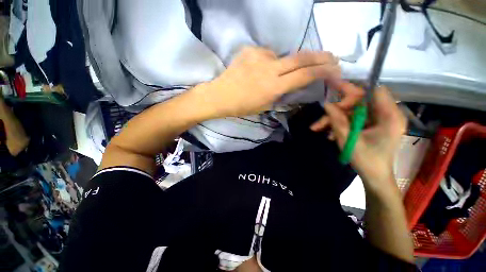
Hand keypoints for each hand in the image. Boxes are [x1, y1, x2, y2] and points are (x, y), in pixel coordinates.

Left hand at [196, 46, 340, 117]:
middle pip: (301, 58)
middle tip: (331, 57)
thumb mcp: (265, 106)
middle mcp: (269, 69)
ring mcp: (259, 56)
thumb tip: (292, 83)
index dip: (322, 71)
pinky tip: (257, 71)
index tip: (335, 69)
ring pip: (282, 57)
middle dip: (320, 57)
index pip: (304, 75)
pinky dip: (267, 63)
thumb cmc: (242, 106)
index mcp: (273, 87)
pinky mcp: (250, 50)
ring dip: (283, 65)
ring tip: (272, 76)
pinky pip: (266, 55)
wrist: (221, 95)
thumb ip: (281, 94)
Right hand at [311, 83, 406, 190]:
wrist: (375, 177)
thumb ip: (337, 120)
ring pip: (352, 111)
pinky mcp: (371, 125)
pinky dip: (339, 124)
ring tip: (317, 128)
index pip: (373, 91)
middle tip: (322, 116)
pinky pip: (352, 119)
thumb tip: (327, 104)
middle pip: (359, 102)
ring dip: (334, 118)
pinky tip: (328, 133)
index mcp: (389, 116)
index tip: (334, 91)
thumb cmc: (366, 161)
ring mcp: (378, 120)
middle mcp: (386, 114)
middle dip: (338, 109)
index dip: (354, 90)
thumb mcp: (348, 139)